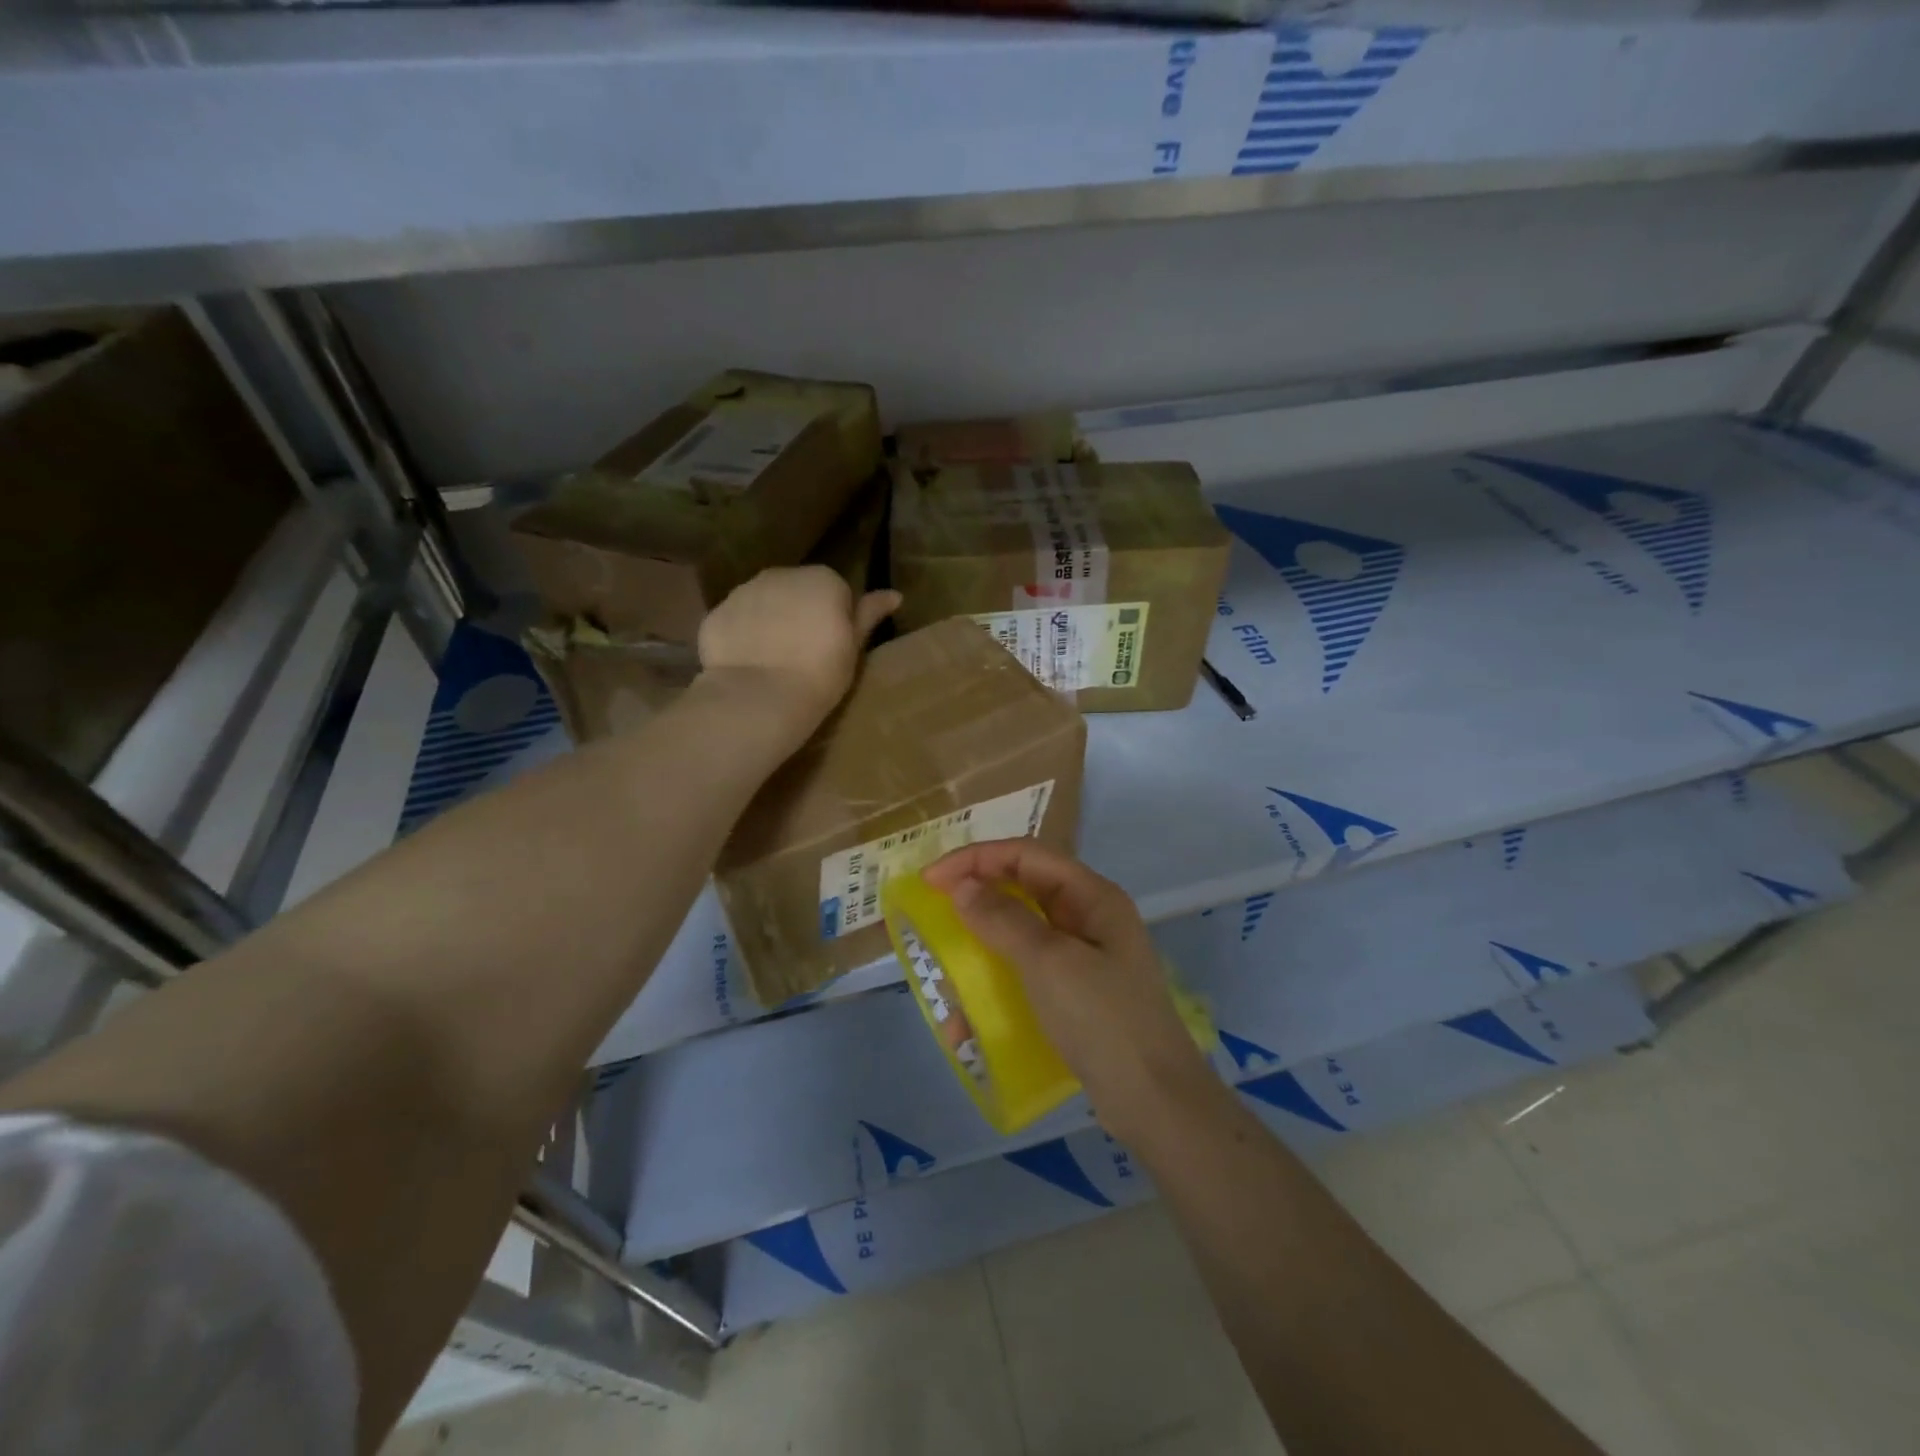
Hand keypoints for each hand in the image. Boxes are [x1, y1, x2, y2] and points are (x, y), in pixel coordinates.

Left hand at [697, 566, 900, 732]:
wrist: (761, 696)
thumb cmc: (820, 673)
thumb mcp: (853, 646)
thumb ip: (869, 614)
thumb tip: (895, 594)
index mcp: (822, 578)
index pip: (835, 591)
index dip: (835, 619)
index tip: (832, 646)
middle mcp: (781, 574)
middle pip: (796, 591)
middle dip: (800, 613)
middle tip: (803, 654)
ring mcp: (744, 591)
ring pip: (763, 602)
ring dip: (770, 622)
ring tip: (774, 661)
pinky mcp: (716, 613)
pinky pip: (736, 620)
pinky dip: (741, 636)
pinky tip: (748, 664)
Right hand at [922, 839, 1213, 1139]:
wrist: (1155, 1102)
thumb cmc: (1103, 1019)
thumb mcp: (1049, 963)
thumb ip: (1003, 919)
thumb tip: (962, 887)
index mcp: (1092, 896)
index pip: (1026, 855)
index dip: (976, 859)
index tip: (931, 879)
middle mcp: (1088, 919)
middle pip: (1022, 890)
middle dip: (976, 900)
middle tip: (932, 914)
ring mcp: (1083, 959)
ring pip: (1020, 935)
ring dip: (980, 949)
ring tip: (946, 973)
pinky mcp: (1074, 996)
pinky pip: (1025, 976)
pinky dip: (995, 988)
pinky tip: (969, 1021)